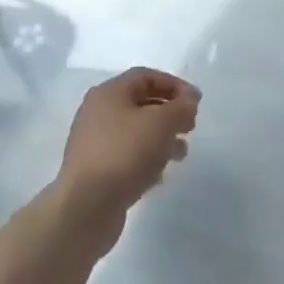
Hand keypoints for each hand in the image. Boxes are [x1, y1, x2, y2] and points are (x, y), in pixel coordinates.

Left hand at [54, 68, 200, 245]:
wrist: (86, 206)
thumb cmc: (125, 154)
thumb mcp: (161, 123)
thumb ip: (181, 107)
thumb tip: (188, 101)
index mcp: (109, 93)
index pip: (146, 76)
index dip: (175, 85)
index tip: (196, 102)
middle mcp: (97, 112)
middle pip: (140, 103)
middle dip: (170, 112)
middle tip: (190, 127)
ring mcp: (94, 142)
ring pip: (135, 131)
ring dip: (162, 138)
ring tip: (180, 154)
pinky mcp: (96, 169)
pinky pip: (127, 155)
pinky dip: (147, 159)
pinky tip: (160, 175)